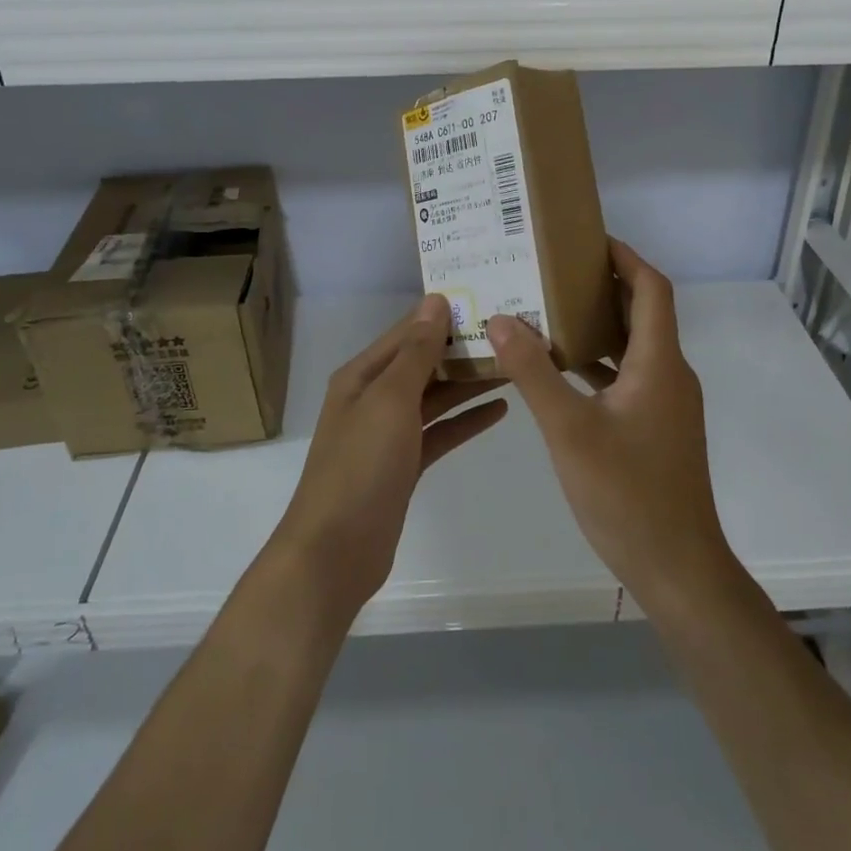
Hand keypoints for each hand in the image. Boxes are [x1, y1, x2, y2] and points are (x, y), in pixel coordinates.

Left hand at [273, 295, 507, 617]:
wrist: (335, 551)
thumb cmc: (361, 465)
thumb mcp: (390, 399)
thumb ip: (416, 351)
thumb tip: (435, 300)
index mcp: (362, 375)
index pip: (408, 332)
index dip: (443, 315)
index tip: (486, 299)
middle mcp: (374, 397)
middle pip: (424, 363)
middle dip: (462, 349)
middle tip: (512, 334)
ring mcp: (389, 433)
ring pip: (436, 397)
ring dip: (469, 383)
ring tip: (514, 366)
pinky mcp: (404, 465)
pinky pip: (440, 432)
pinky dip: (466, 420)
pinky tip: (500, 410)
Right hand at [485, 241, 737, 612]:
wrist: (676, 567)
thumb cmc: (626, 493)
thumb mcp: (569, 430)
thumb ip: (534, 373)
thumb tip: (502, 319)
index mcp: (659, 363)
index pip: (652, 289)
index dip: (625, 257)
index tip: (587, 241)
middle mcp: (670, 375)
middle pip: (644, 313)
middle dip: (604, 286)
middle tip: (554, 272)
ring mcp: (667, 404)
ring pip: (635, 347)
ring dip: (599, 326)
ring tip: (549, 312)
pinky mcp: (658, 429)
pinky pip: (629, 378)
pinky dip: (599, 364)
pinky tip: (562, 372)